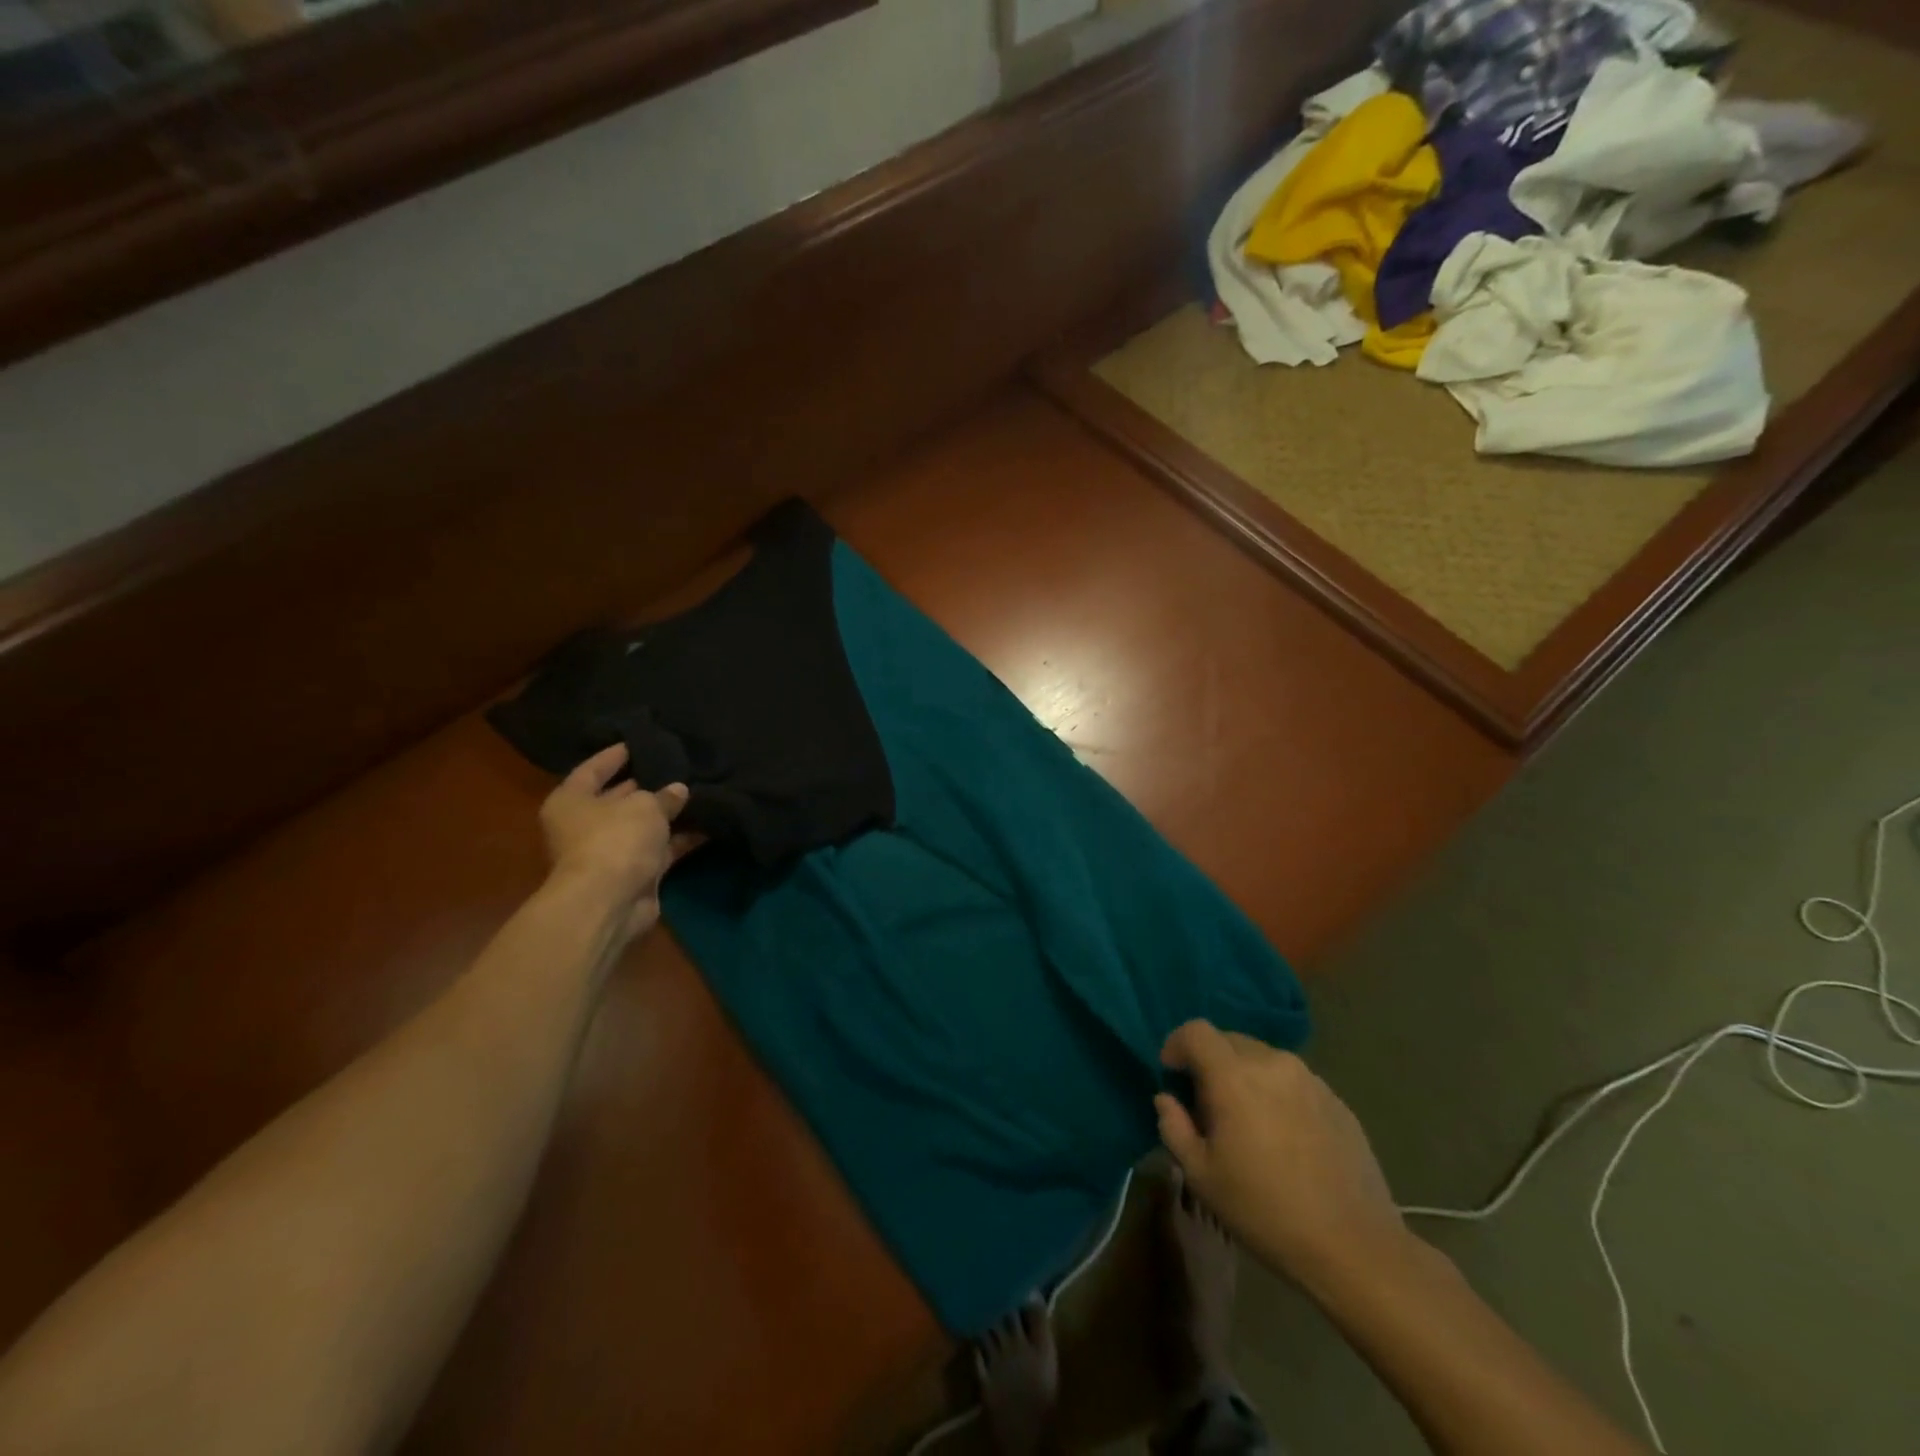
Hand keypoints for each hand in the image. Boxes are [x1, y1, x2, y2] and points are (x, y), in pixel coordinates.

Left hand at [539, 744, 698, 941]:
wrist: (610, 901)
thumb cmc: (614, 839)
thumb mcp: (644, 806)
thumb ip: (664, 795)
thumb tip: (678, 790)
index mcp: (571, 801)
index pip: (593, 769)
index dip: (616, 755)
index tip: (641, 741)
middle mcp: (585, 825)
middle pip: (619, 798)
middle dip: (648, 785)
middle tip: (678, 766)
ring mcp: (610, 851)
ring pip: (644, 825)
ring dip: (669, 814)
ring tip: (700, 791)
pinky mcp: (635, 873)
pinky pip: (661, 849)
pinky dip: (681, 839)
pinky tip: (709, 823)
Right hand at [1155, 1021, 1409, 1288]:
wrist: (1355, 1247)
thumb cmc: (1265, 1211)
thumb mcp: (1202, 1176)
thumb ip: (1174, 1127)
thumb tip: (1167, 1099)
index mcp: (1234, 1076)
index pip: (1195, 1031)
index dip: (1177, 1044)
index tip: (1172, 1074)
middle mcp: (1272, 1063)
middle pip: (1229, 1041)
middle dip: (1210, 1062)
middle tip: (1208, 1105)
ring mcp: (1310, 1079)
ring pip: (1263, 1059)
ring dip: (1245, 1076)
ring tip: (1248, 1122)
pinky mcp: (1336, 1101)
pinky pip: (1293, 1081)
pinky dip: (1277, 1093)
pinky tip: (1284, 1138)